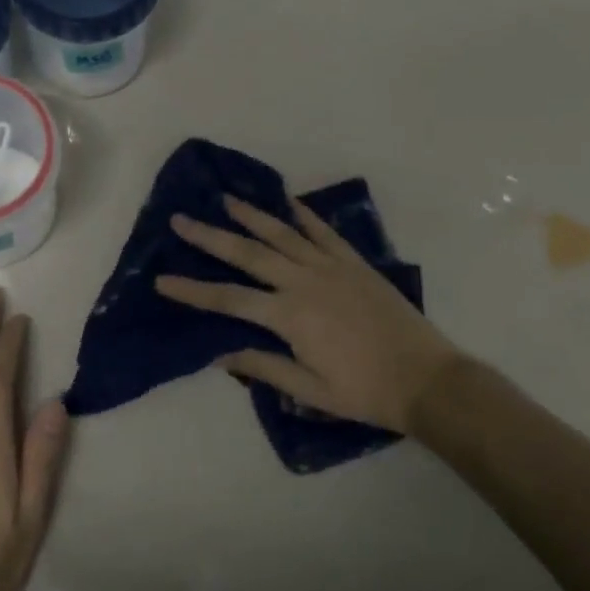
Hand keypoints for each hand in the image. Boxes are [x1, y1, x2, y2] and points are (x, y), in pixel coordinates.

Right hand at [155, 196, 459, 434]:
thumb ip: (265, 367)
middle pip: (248, 254)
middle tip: (181, 219)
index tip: (162, 280)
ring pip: (283, 234)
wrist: (428, 380)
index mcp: (290, 316)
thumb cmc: (365, 392)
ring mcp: (332, 268)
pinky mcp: (355, 263)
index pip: (228, 299)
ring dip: (252, 215)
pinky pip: (325, 232)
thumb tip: (219, 353)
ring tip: (226, 198)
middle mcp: (305, 282)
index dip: (192, 291)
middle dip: (211, 237)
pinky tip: (289, 202)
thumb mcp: (310, 392)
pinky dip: (305, 215)